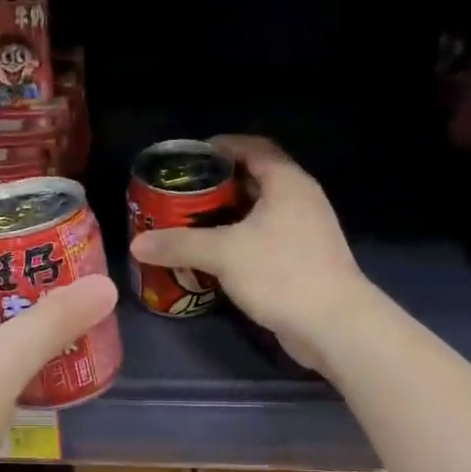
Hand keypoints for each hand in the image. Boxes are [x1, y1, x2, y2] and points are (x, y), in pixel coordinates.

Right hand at [130, 135, 366, 370]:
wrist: (333, 325)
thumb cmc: (281, 273)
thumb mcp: (223, 254)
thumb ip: (179, 244)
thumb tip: (137, 244)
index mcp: (287, 183)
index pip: (253, 147)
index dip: (221, 146)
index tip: (189, 157)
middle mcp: (300, 199)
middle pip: (255, 179)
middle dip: (217, 184)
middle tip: (181, 194)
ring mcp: (305, 231)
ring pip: (259, 211)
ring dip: (227, 215)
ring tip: (190, 223)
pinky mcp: (303, 260)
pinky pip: (265, 238)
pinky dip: (239, 239)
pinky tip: (215, 255)